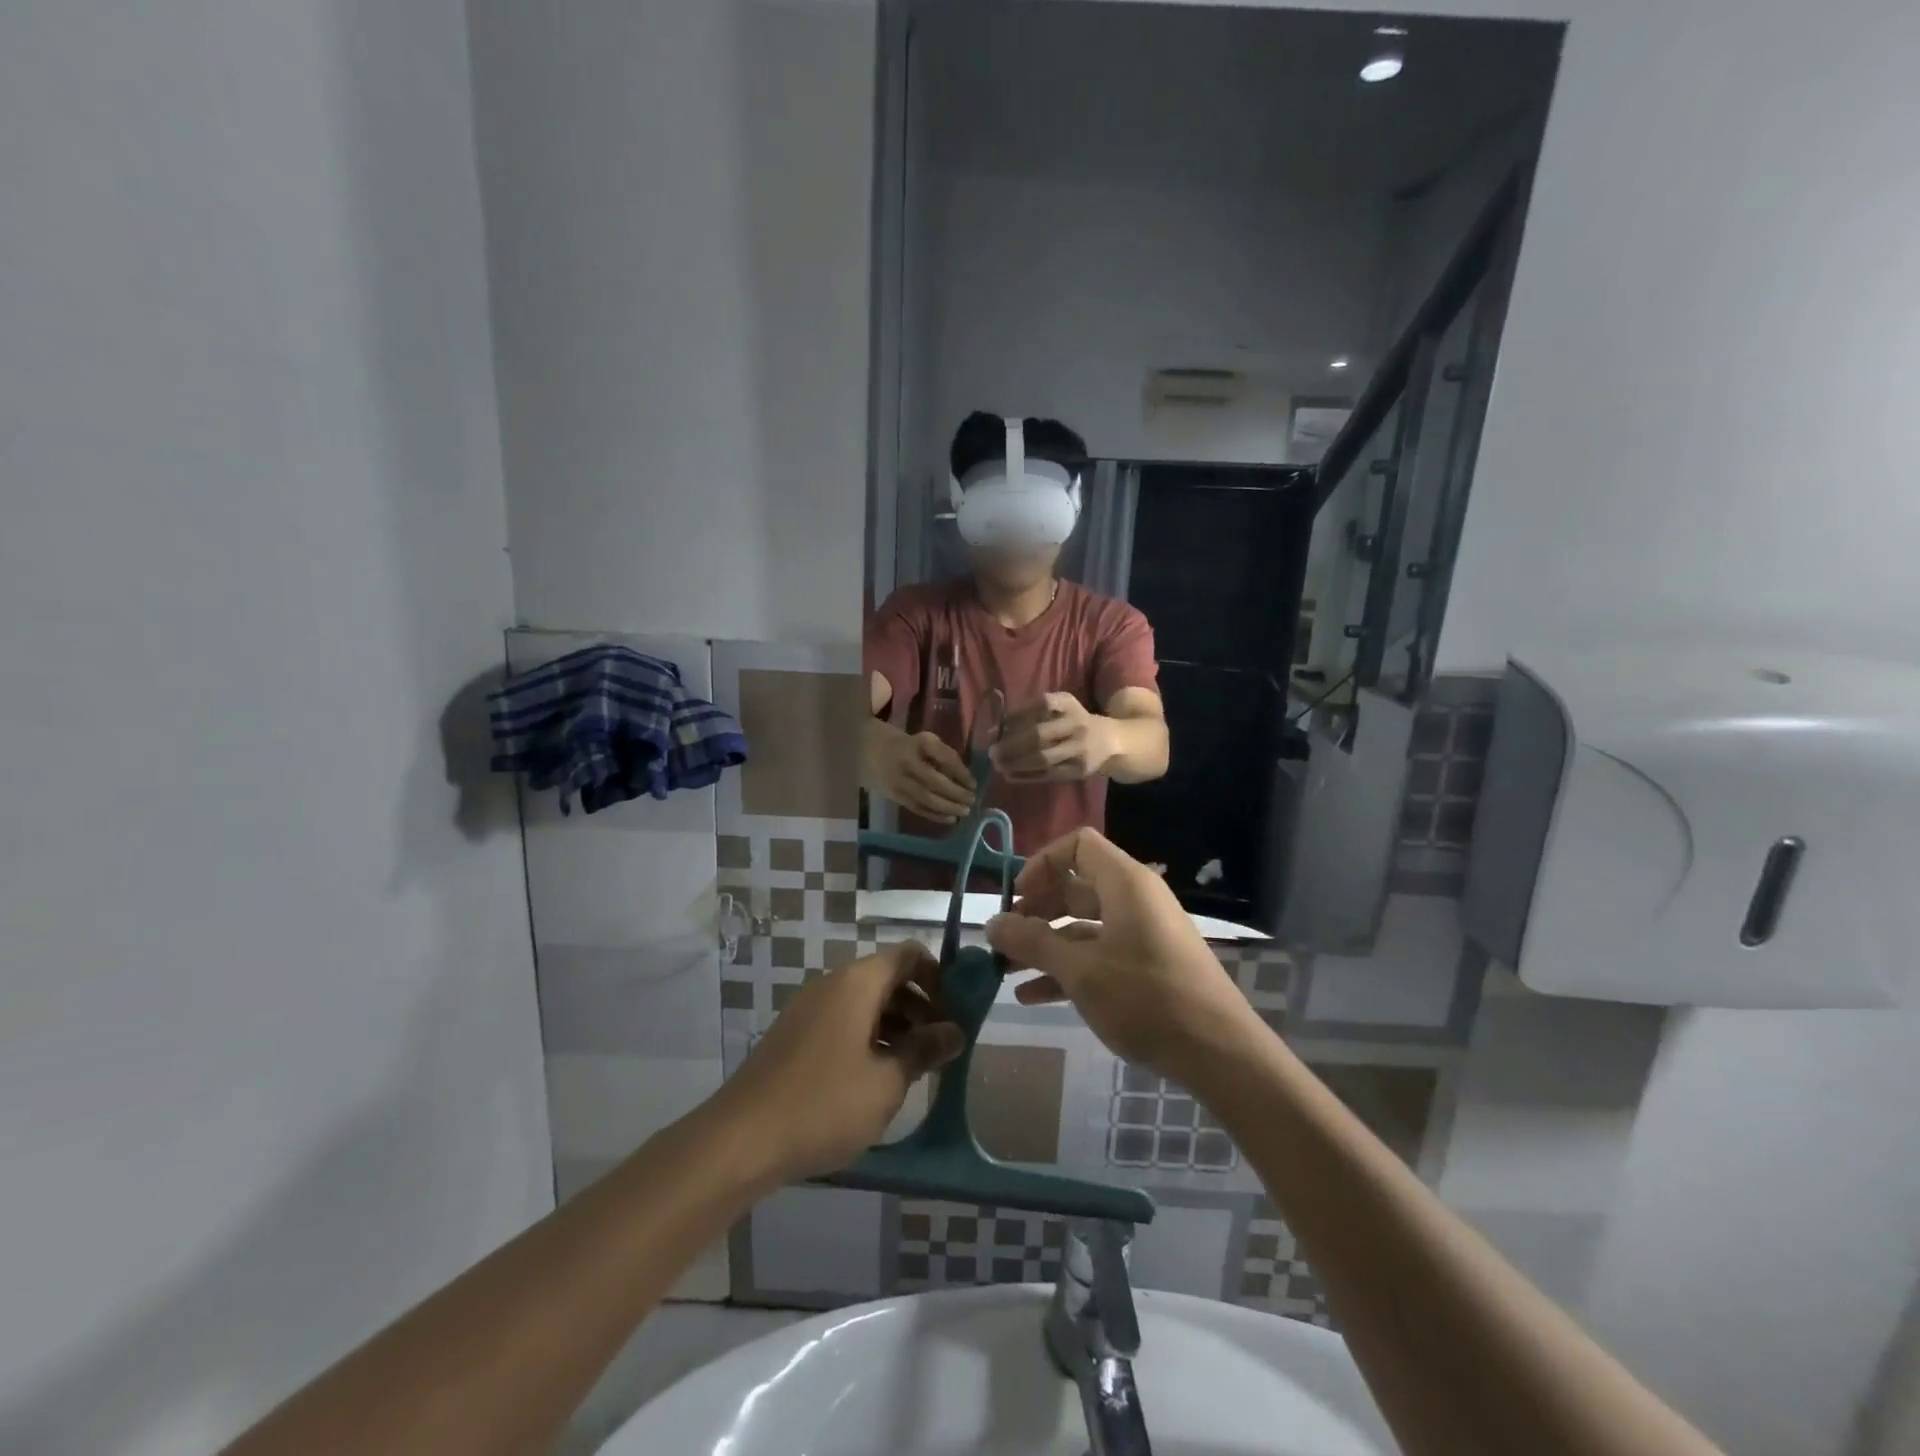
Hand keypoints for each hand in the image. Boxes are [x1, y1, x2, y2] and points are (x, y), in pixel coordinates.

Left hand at [714, 941, 962, 1185]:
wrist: (740, 1140)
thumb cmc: (823, 1104)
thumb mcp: (886, 1082)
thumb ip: (924, 1051)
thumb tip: (955, 1032)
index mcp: (857, 982)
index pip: (909, 955)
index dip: (940, 977)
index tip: (957, 1014)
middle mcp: (832, 984)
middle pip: (888, 978)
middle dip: (921, 1006)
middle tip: (943, 1047)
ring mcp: (809, 1009)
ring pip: (866, 1003)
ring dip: (897, 1026)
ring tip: (915, 1069)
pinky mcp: (795, 1036)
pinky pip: (844, 1022)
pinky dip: (869, 1038)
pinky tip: (877, 1080)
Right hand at [864, 720, 976, 822]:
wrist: (866, 749)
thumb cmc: (904, 744)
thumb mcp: (922, 740)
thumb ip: (941, 755)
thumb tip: (965, 779)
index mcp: (919, 742)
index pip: (946, 758)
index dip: (962, 772)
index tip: (974, 783)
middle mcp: (908, 761)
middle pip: (935, 781)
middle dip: (956, 793)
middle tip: (972, 800)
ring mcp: (899, 780)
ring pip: (926, 798)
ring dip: (948, 807)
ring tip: (964, 812)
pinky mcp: (894, 795)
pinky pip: (917, 808)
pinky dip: (935, 815)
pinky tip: (950, 819)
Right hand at [984, 829, 1262, 1086]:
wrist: (1221, 1055)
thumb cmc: (1147, 999)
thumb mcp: (1081, 971)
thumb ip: (1033, 943)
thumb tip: (991, 924)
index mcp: (1125, 883)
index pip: (1078, 845)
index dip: (1042, 863)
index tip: (1015, 897)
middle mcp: (1135, 899)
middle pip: (1076, 888)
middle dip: (1035, 911)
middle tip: (1003, 939)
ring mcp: (1143, 934)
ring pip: (1084, 926)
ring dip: (1045, 945)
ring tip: (1006, 971)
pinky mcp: (1148, 966)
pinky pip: (1099, 954)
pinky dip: (1068, 968)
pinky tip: (1032, 996)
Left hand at [990, 693, 1113, 781]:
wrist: (1111, 741)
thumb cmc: (1076, 721)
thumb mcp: (1063, 707)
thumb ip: (1035, 711)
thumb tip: (999, 726)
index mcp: (1070, 705)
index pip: (1043, 705)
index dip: (1019, 714)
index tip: (1002, 724)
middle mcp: (1077, 725)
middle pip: (1040, 736)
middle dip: (1012, 745)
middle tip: (992, 751)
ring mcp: (1079, 750)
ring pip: (1043, 759)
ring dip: (1017, 763)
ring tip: (998, 765)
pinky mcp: (1078, 770)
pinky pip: (1048, 774)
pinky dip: (1027, 776)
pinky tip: (1011, 775)